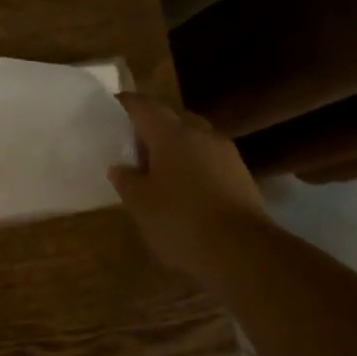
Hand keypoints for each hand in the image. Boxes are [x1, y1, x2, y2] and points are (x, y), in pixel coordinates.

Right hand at [109, 93, 265, 286]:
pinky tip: (184, 188)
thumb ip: (126, 181)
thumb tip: (120, 168)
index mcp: (171, 134)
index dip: (128, 103)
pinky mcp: (241, 177)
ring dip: (176, 148)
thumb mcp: (140, 203)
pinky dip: (194, 166)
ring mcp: (226, 155)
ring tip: (158, 168)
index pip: (145, 106)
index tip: (114, 104)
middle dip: (154, 126)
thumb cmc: (180, 220)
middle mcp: (201, 135)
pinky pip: (210, 160)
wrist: (242, 251)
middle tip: (134, 142)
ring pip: (195, 140)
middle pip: (174, 119)